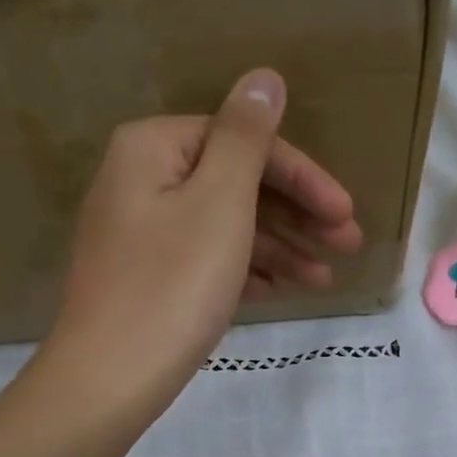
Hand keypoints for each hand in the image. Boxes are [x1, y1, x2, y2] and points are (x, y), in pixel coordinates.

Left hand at [49, 68, 362, 405]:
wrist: (109, 380)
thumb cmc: (172, 285)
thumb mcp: (220, 202)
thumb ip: (246, 136)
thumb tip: (264, 77)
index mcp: (153, 148)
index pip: (244, 143)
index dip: (303, 177)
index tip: (346, 215)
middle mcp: (141, 179)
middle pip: (235, 183)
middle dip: (296, 214)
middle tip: (348, 244)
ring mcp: (139, 232)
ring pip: (224, 224)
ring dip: (279, 246)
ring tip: (324, 279)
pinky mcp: (145, 275)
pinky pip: (206, 257)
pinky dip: (245, 269)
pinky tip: (281, 290)